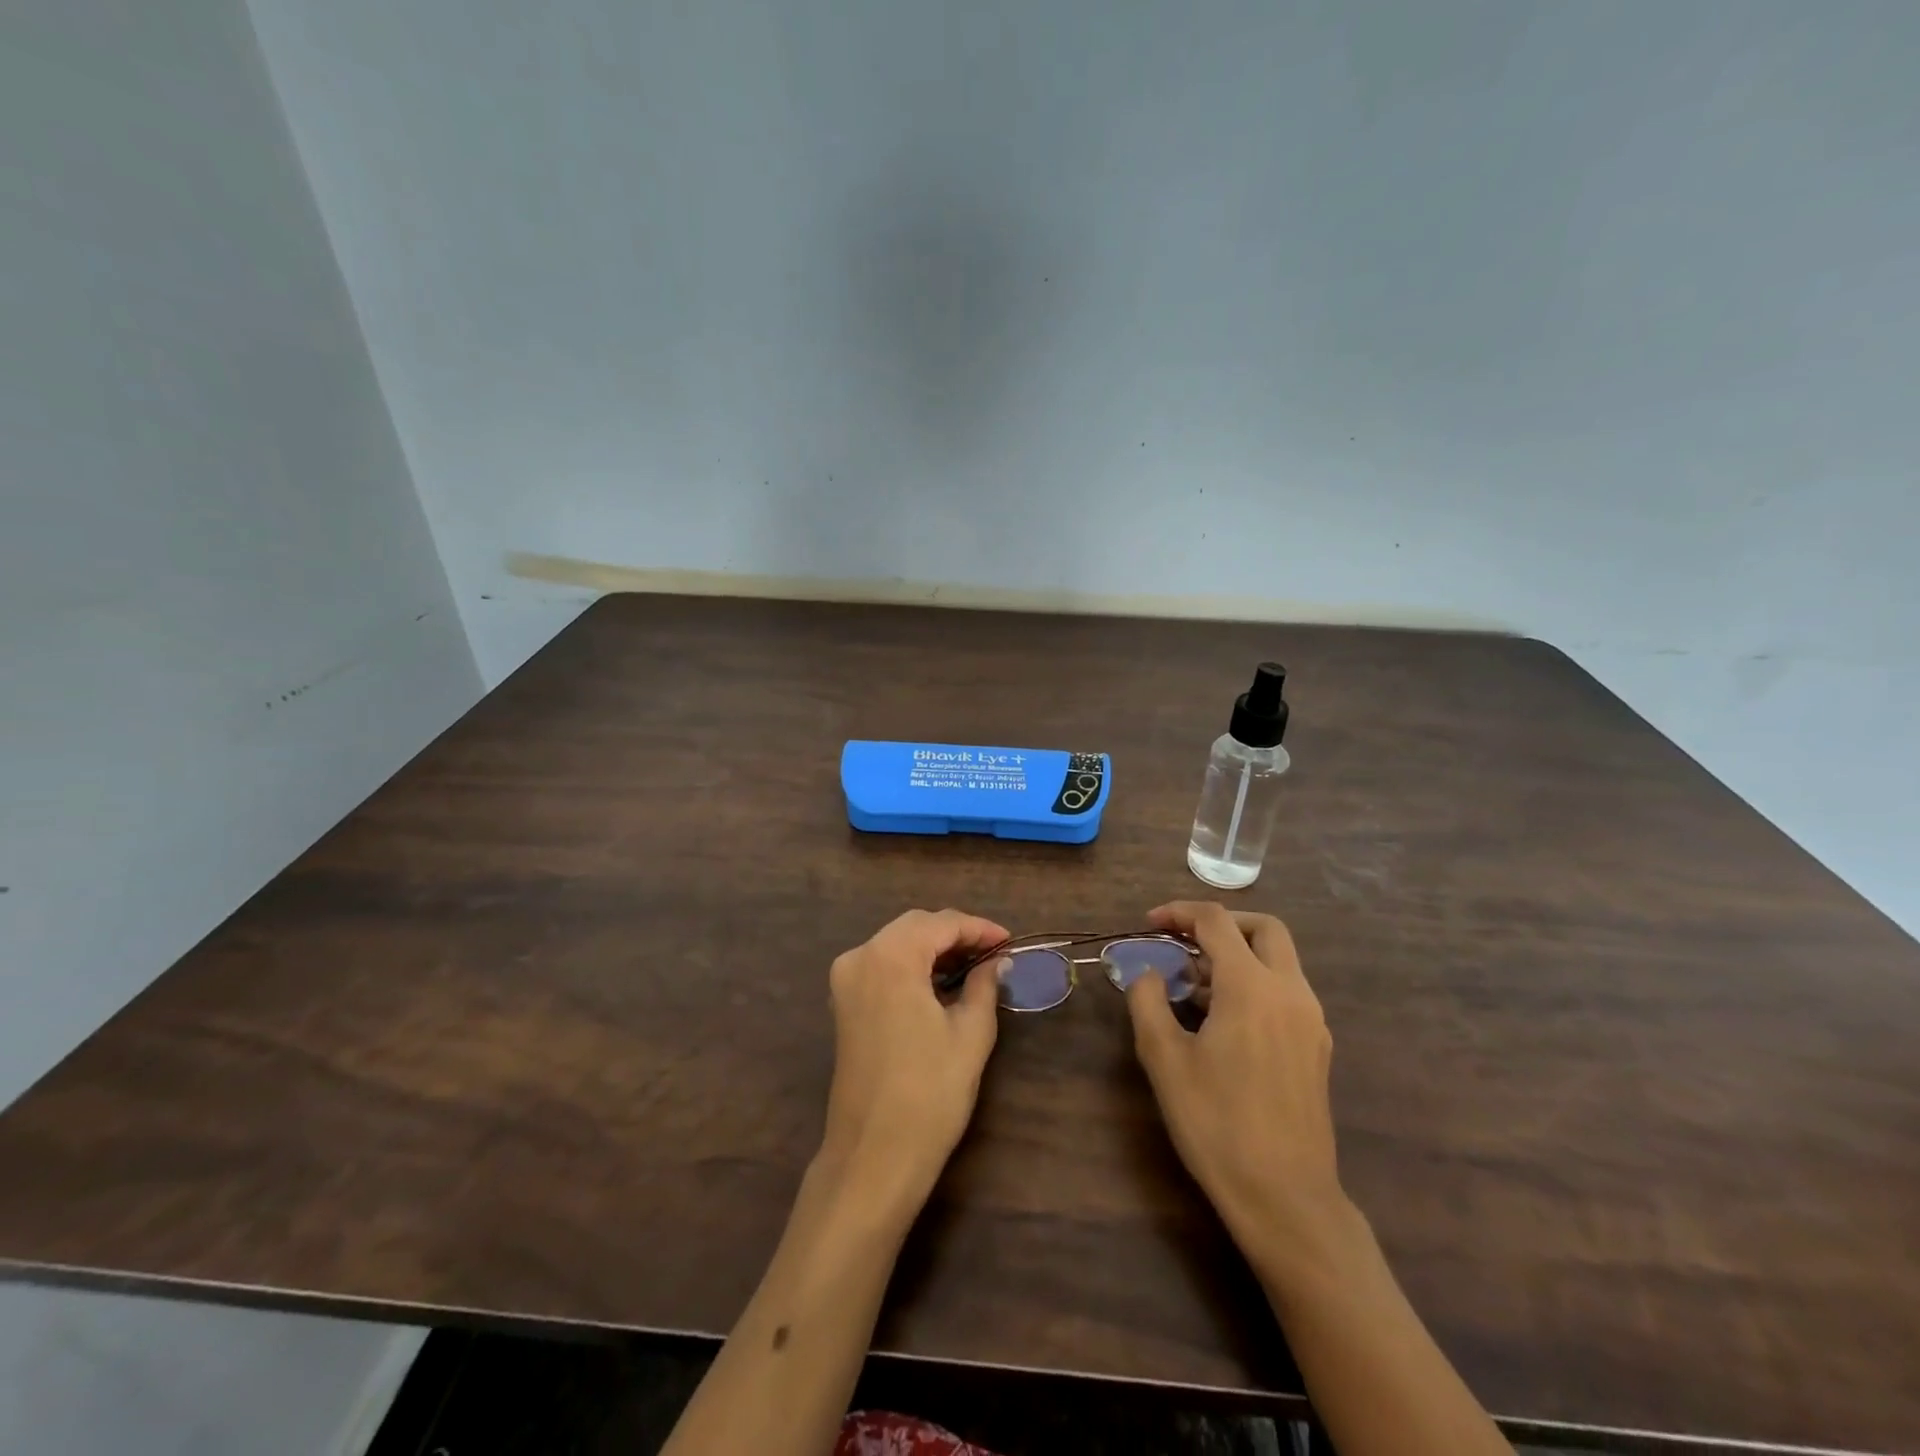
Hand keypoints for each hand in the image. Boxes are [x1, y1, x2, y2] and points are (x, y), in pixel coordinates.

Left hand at [819, 908, 1008, 1214]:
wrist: (874, 1155)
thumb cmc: (930, 1092)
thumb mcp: (971, 1033)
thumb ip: (985, 984)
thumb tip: (997, 961)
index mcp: (891, 956)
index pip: (942, 924)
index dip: (979, 929)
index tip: (1010, 941)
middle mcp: (861, 956)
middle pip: (916, 927)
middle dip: (956, 934)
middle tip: (994, 953)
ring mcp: (846, 980)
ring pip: (897, 943)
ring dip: (934, 948)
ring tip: (974, 967)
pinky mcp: (843, 1003)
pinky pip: (882, 965)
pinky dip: (912, 965)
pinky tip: (941, 983)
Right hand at [1125, 901, 1345, 1250]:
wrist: (1285, 1198)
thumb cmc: (1217, 1124)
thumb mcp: (1164, 1059)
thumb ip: (1148, 1002)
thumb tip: (1150, 975)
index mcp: (1251, 987)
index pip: (1216, 922)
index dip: (1179, 912)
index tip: (1149, 924)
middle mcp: (1290, 992)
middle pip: (1264, 928)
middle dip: (1222, 923)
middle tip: (1184, 941)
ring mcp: (1311, 1020)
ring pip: (1279, 960)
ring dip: (1238, 955)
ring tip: (1195, 986)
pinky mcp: (1316, 1047)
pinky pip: (1286, 991)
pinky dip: (1255, 983)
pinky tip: (1224, 1020)